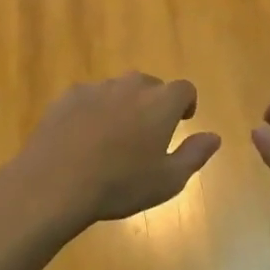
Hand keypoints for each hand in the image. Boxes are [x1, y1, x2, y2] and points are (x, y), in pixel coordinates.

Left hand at [1, 73, 220, 228]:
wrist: (55, 183)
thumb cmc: (120, 184)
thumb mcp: (168, 180)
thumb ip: (195, 154)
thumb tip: (214, 137)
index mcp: (161, 103)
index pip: (184, 89)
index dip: (186, 103)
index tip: (183, 121)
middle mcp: (131, 86)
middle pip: (150, 85)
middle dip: (154, 103)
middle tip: (148, 133)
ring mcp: (96, 89)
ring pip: (118, 90)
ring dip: (123, 106)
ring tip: (114, 138)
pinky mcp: (66, 98)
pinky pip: (89, 98)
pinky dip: (93, 111)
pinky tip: (84, 139)